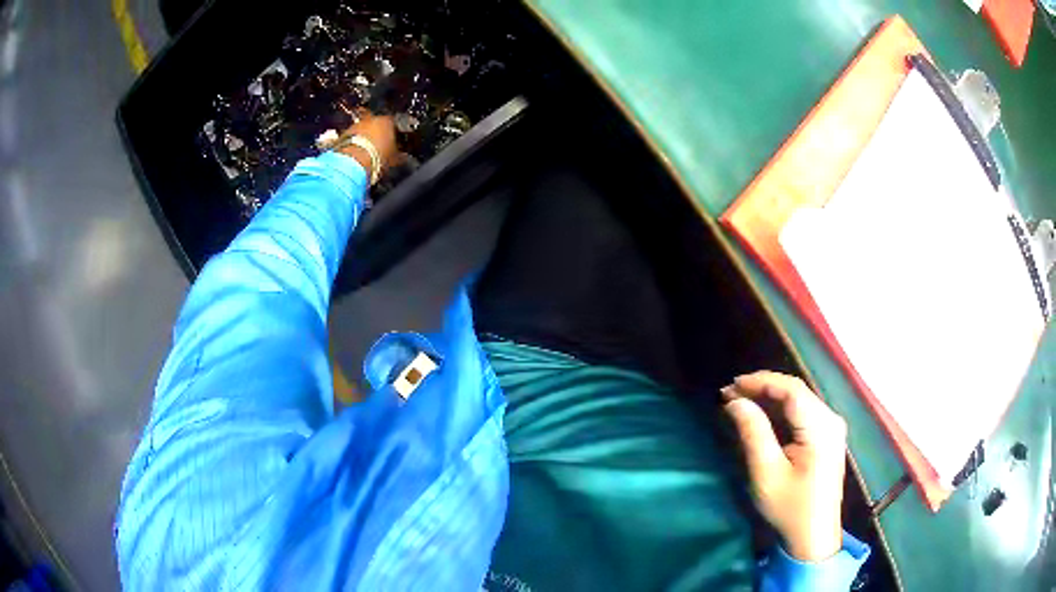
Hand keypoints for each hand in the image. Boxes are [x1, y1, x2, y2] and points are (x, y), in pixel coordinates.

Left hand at [338, 113, 397, 175]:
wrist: (352, 163)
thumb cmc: (377, 158)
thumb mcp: (394, 159)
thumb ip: (399, 156)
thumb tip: (403, 158)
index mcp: (388, 121)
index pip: (394, 124)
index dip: (395, 134)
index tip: (395, 143)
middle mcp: (371, 118)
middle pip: (377, 125)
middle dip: (378, 134)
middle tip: (380, 147)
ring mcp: (356, 125)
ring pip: (363, 130)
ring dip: (365, 138)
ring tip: (367, 153)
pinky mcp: (343, 133)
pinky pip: (352, 137)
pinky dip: (355, 144)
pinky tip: (357, 155)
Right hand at [721, 371, 846, 561]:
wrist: (814, 537)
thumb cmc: (790, 508)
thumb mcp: (766, 474)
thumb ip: (753, 433)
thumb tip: (736, 402)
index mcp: (821, 428)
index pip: (791, 390)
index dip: (761, 381)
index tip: (731, 385)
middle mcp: (831, 420)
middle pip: (796, 392)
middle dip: (762, 389)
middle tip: (729, 394)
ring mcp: (831, 428)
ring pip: (799, 400)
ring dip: (769, 398)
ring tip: (739, 401)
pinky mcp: (827, 437)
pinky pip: (803, 413)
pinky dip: (780, 411)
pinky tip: (761, 415)